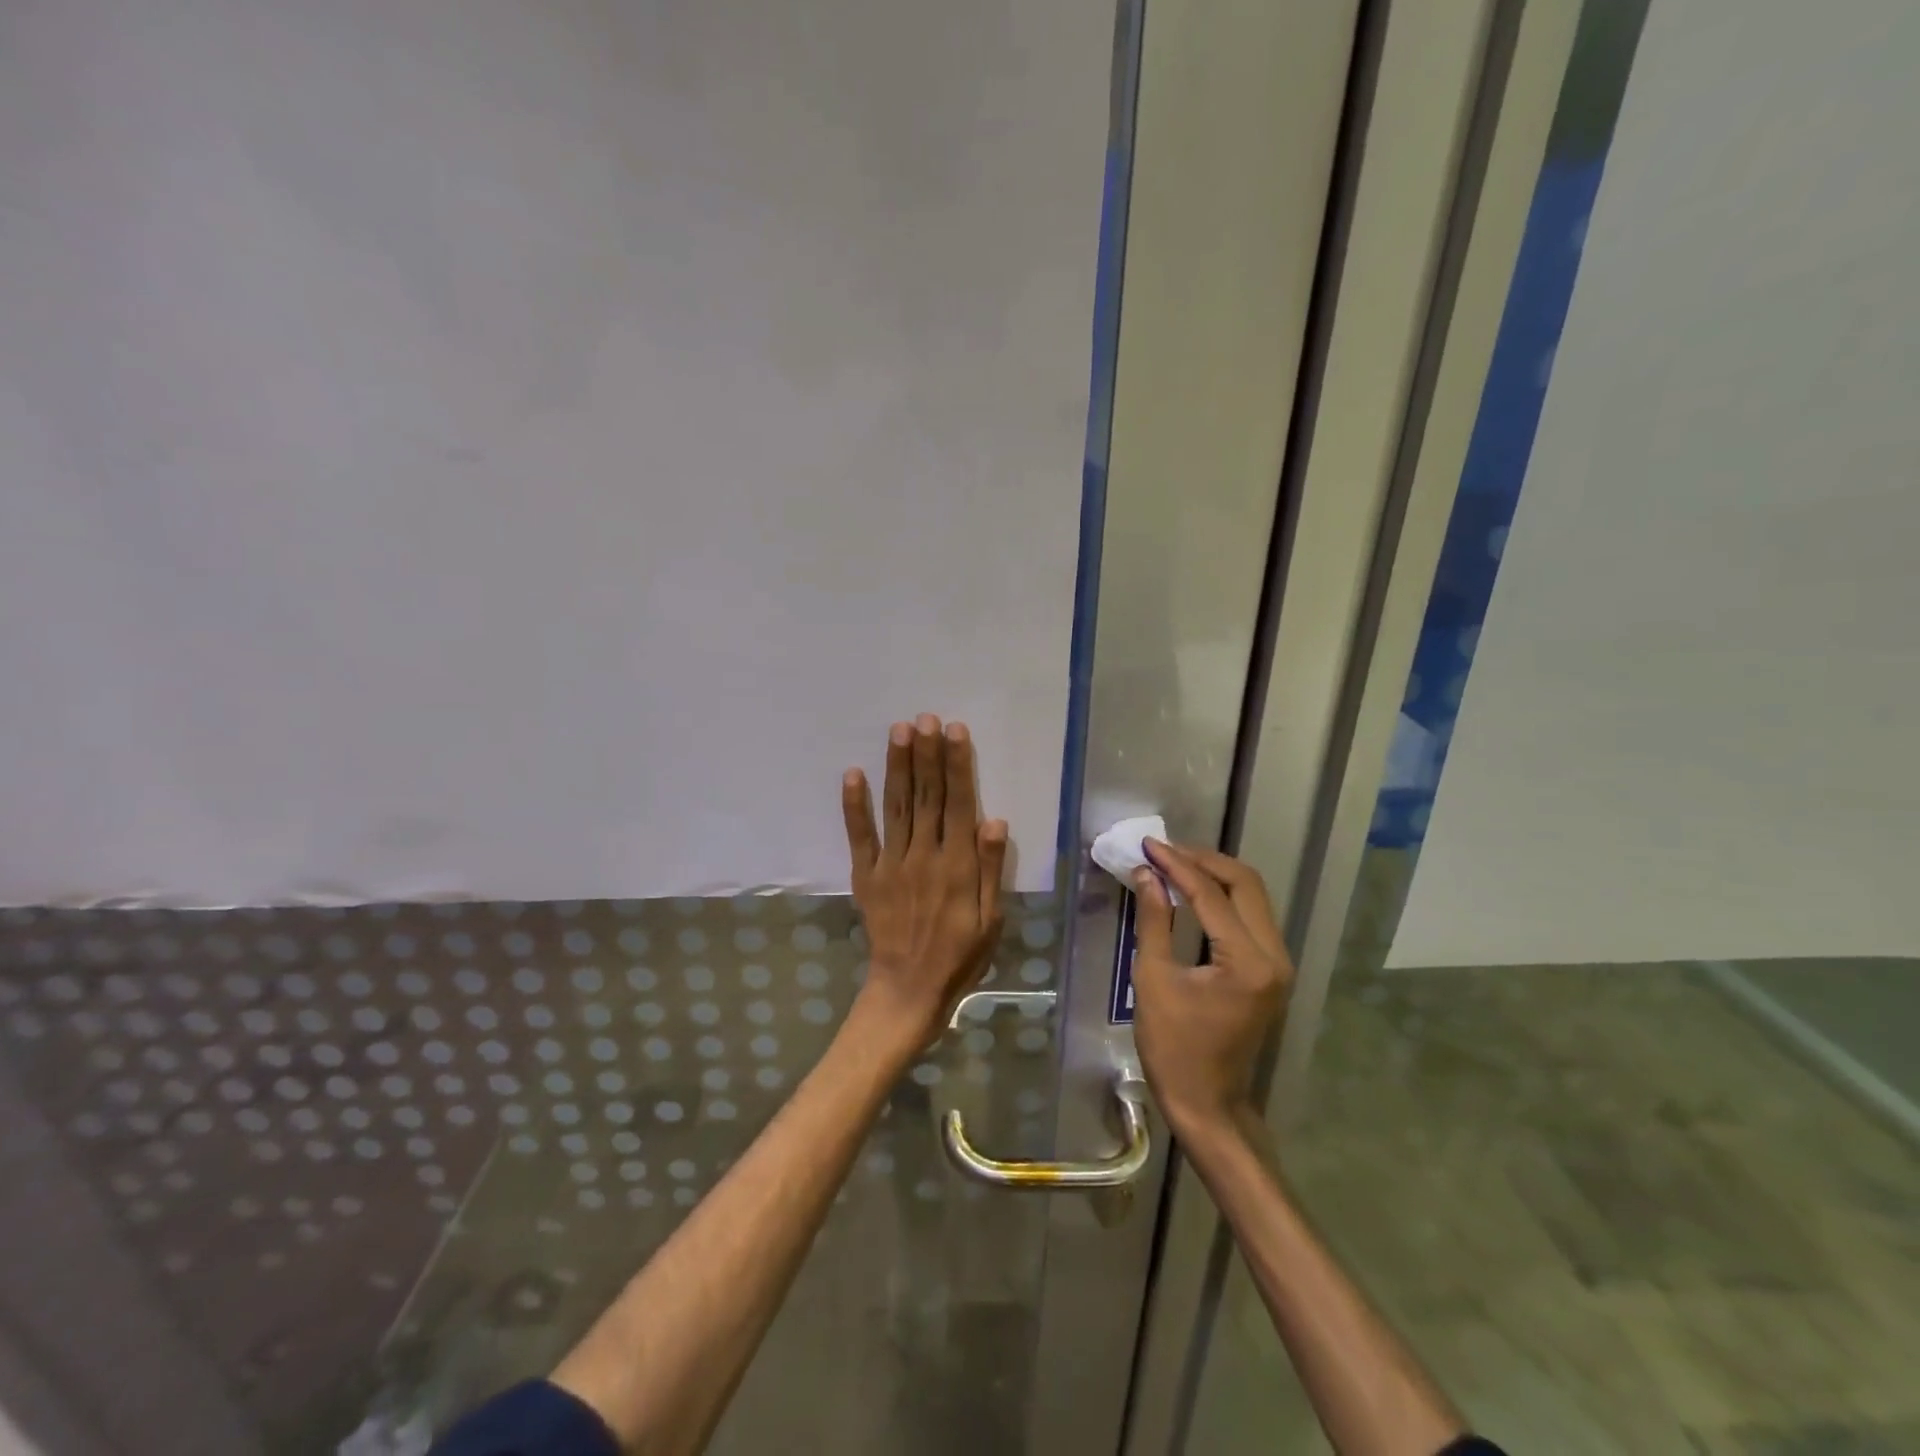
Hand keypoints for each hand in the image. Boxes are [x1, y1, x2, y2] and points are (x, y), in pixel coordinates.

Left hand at [841, 715, 1008, 1047]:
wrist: (909, 990)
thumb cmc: (960, 955)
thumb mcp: (991, 919)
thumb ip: (991, 868)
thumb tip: (994, 819)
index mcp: (957, 865)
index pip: (959, 804)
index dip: (957, 765)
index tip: (954, 731)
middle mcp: (924, 856)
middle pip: (927, 796)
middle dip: (927, 754)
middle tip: (925, 718)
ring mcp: (891, 864)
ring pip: (897, 807)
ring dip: (897, 767)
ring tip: (899, 731)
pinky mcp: (867, 876)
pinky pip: (860, 836)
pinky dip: (854, 806)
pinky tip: (853, 774)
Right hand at [1131, 840, 1292, 1134]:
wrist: (1207, 1102)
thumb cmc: (1173, 1047)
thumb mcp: (1153, 979)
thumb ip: (1154, 920)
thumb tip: (1147, 874)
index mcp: (1246, 962)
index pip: (1211, 895)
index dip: (1177, 865)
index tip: (1148, 845)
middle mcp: (1274, 957)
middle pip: (1245, 884)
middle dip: (1203, 860)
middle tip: (1163, 850)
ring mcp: (1278, 964)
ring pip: (1253, 897)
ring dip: (1215, 874)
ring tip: (1174, 863)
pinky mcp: (1271, 970)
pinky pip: (1251, 916)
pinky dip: (1223, 896)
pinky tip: (1193, 890)